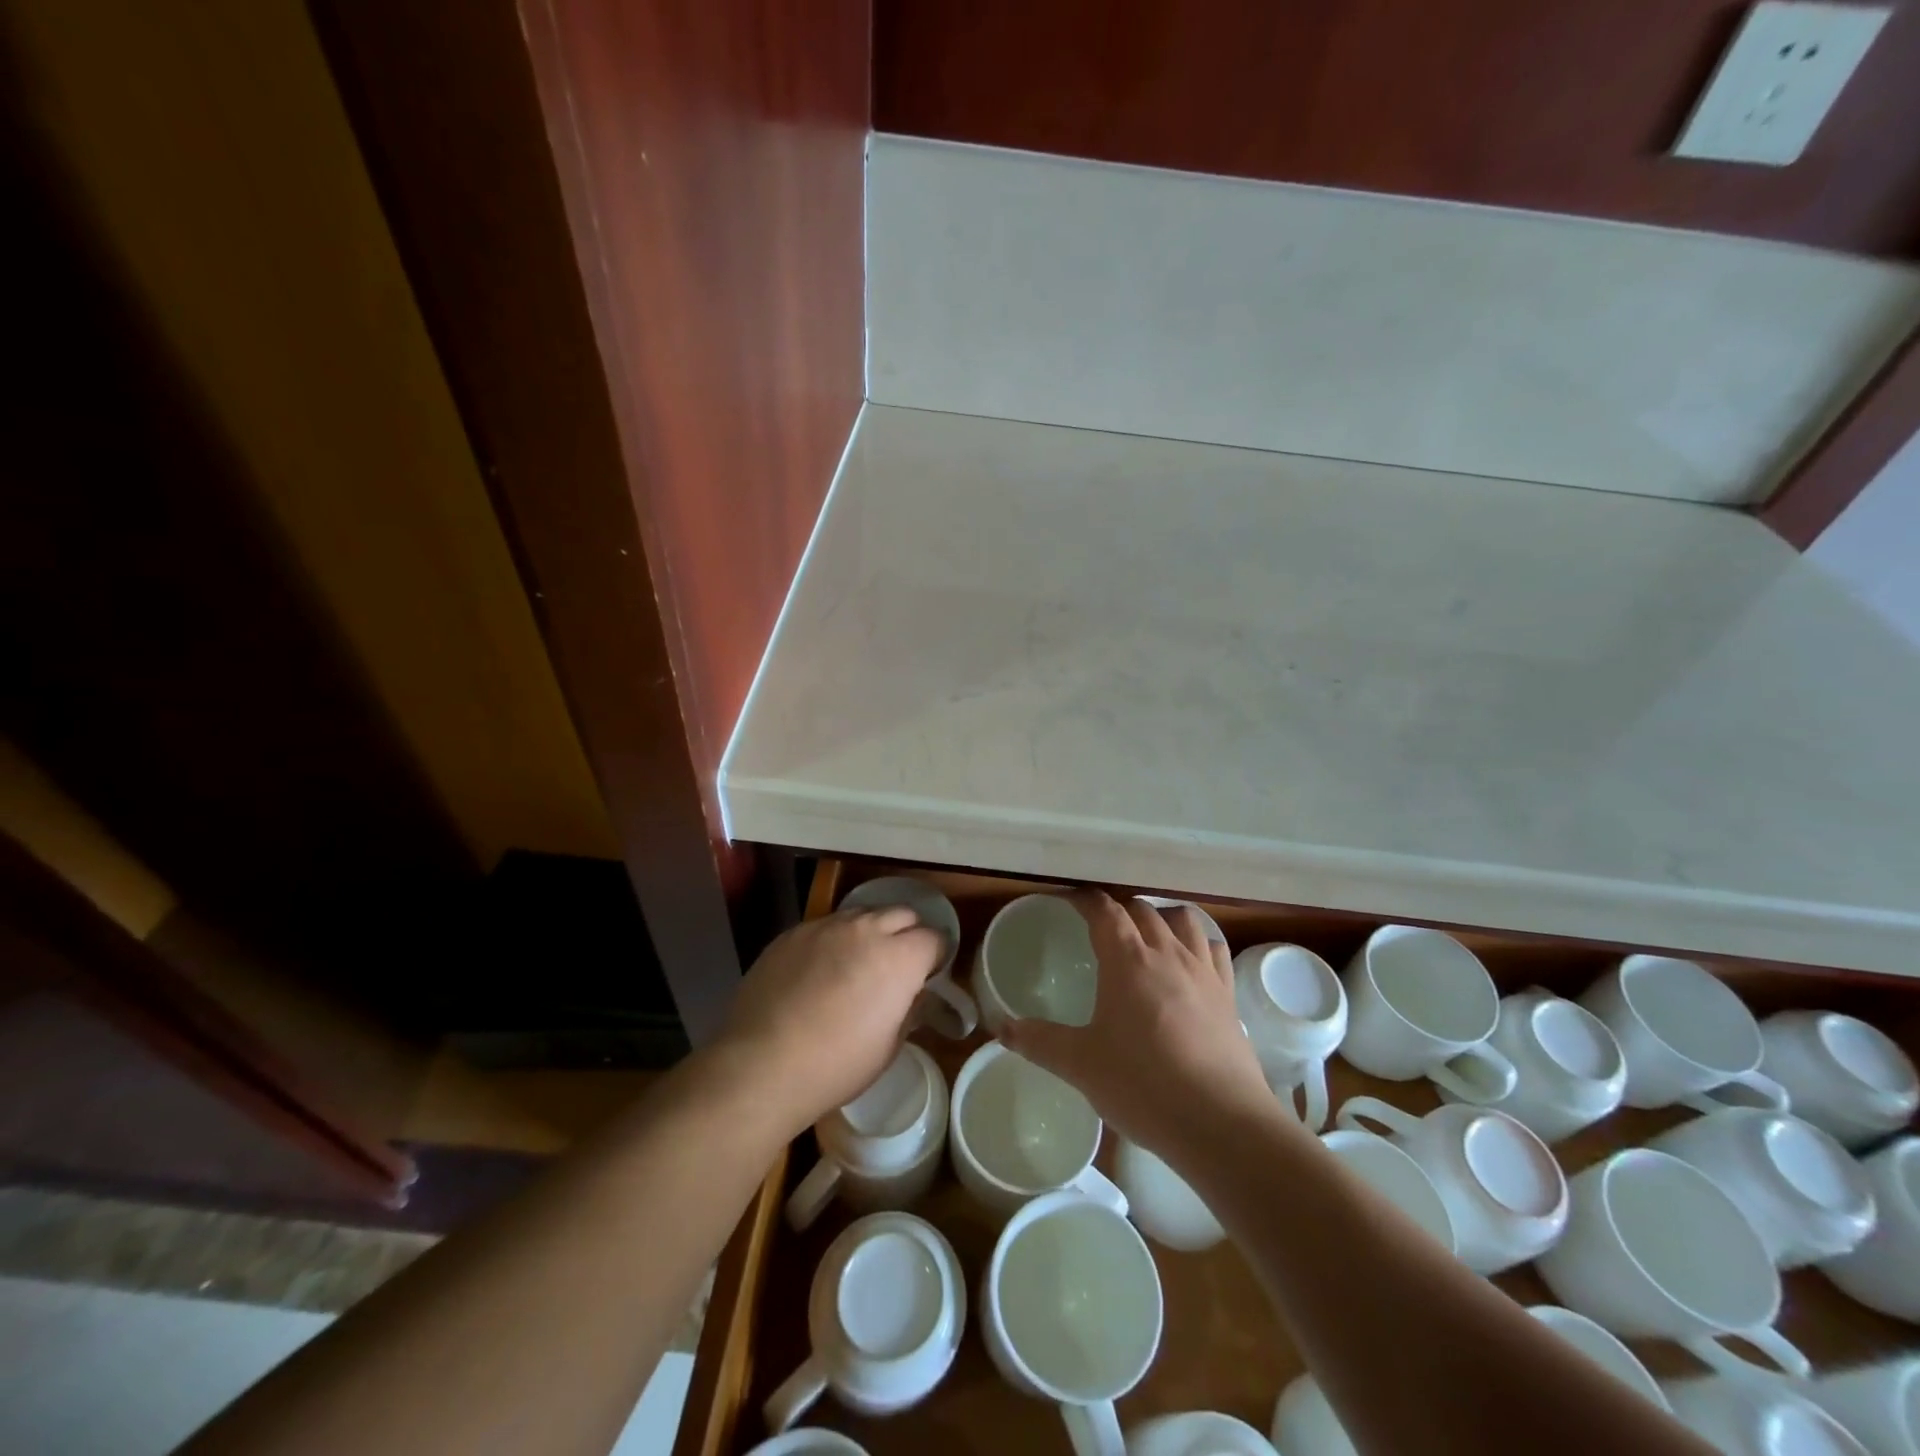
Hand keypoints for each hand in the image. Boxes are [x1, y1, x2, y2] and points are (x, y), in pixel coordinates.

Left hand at [716, 905, 945, 1133]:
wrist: (762, 1064)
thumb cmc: (836, 1065)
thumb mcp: (888, 1046)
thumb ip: (909, 1009)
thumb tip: (913, 994)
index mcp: (899, 958)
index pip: (934, 938)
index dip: (936, 956)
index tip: (929, 975)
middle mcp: (866, 929)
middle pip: (902, 914)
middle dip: (907, 934)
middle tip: (898, 965)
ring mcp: (826, 926)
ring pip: (862, 914)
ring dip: (870, 932)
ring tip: (858, 963)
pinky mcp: (793, 933)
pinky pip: (825, 926)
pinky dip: (833, 940)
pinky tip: (819, 970)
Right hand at [1004, 892, 1271, 1158]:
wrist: (1221, 1122)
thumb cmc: (1142, 1085)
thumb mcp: (1080, 1065)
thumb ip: (1038, 1041)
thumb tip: (1000, 1028)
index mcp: (1127, 959)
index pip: (1104, 910)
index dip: (1084, 900)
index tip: (1068, 900)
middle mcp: (1167, 953)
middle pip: (1143, 910)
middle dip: (1120, 909)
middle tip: (1101, 926)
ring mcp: (1203, 971)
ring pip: (1183, 920)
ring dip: (1162, 917)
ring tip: (1148, 934)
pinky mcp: (1228, 995)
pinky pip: (1214, 950)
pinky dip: (1198, 943)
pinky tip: (1191, 962)